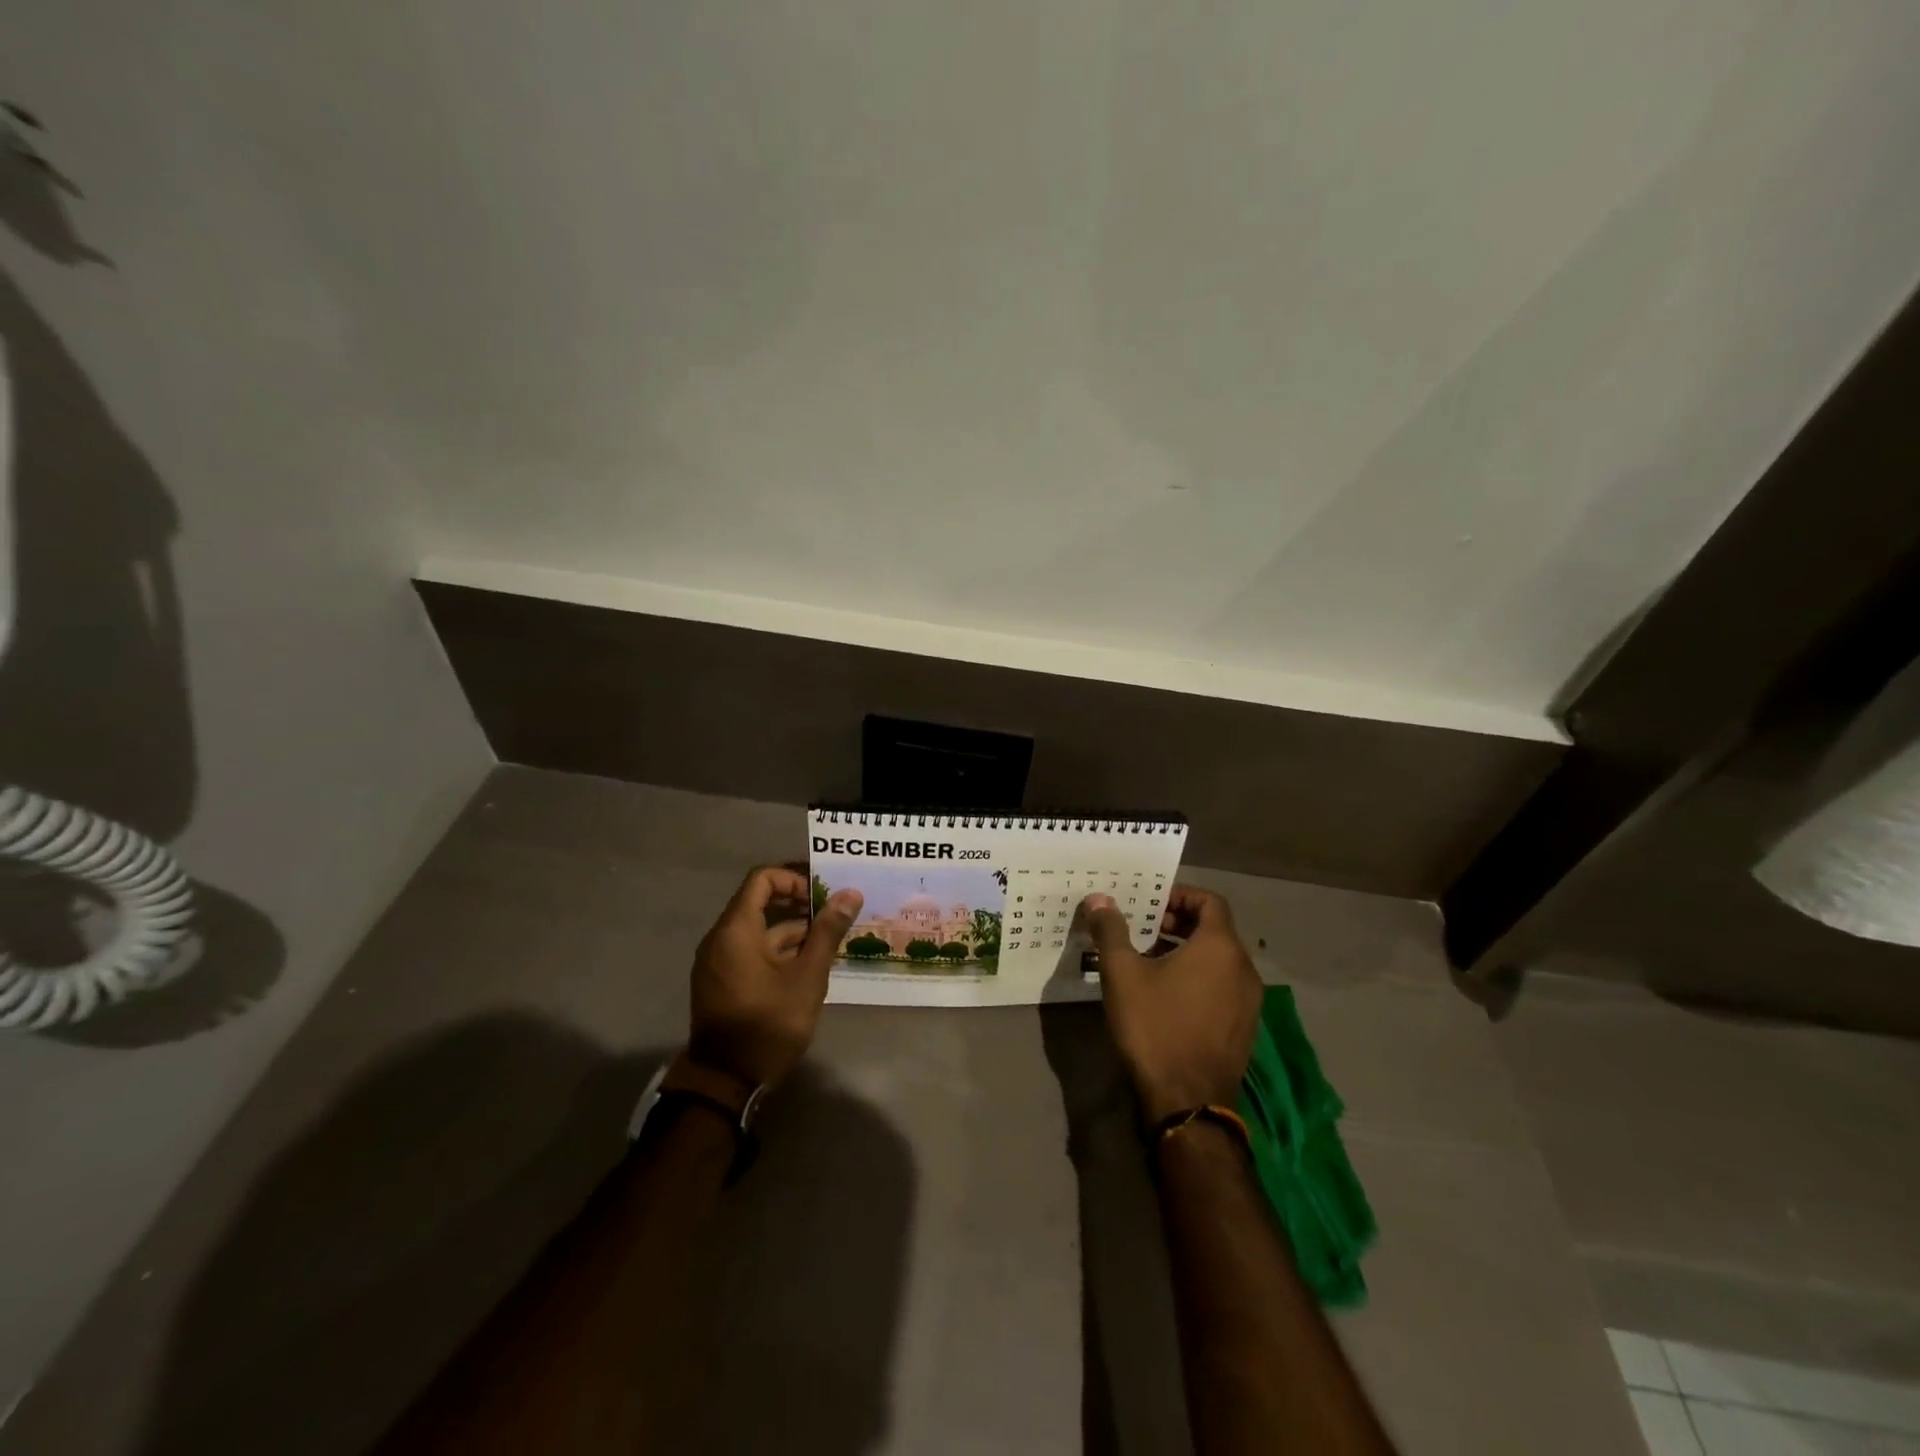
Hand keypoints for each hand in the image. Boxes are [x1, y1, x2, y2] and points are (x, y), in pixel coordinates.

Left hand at [688, 866, 861, 1088]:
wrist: (727, 1080)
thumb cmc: (769, 1022)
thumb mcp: (807, 976)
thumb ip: (827, 931)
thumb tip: (850, 893)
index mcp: (736, 929)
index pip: (762, 879)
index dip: (793, 879)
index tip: (821, 895)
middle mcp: (721, 938)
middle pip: (759, 902)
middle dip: (798, 904)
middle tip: (833, 914)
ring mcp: (718, 962)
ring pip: (758, 930)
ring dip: (791, 930)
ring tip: (828, 940)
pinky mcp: (722, 982)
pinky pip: (750, 951)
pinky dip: (777, 950)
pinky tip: (807, 964)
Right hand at [1082, 886, 1261, 1123]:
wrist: (1188, 1103)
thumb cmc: (1155, 1027)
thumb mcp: (1123, 974)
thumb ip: (1111, 931)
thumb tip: (1099, 898)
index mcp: (1221, 947)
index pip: (1210, 900)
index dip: (1180, 895)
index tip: (1150, 904)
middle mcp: (1243, 969)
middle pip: (1215, 929)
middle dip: (1178, 922)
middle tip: (1143, 929)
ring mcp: (1249, 1001)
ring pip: (1218, 960)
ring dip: (1186, 951)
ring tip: (1148, 961)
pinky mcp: (1244, 1028)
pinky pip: (1223, 986)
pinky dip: (1198, 978)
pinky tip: (1166, 996)